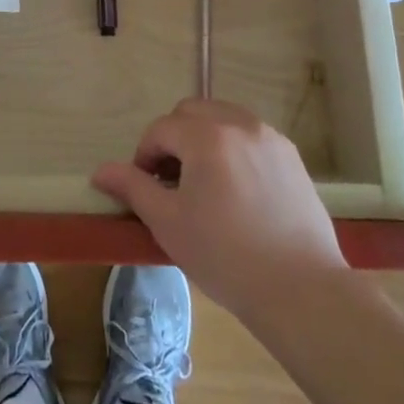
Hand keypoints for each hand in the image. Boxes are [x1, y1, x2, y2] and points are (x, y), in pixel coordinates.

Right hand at [93, 99, 348, 318]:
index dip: (144, 155)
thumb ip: (133, 188)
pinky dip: (233, 148)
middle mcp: (239, 124)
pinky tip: (236, 189)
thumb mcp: (168, 223)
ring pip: (223, 118)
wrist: (302, 291)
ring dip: (203, 138)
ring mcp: (270, 138)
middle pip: (192, 112)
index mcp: (206, 136)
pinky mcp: (292, 157)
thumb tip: (100, 172)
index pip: (161, 129)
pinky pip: (250, 136)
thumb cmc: (226, 256)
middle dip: (173, 138)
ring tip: (203, 182)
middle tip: (171, 181)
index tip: (145, 188)